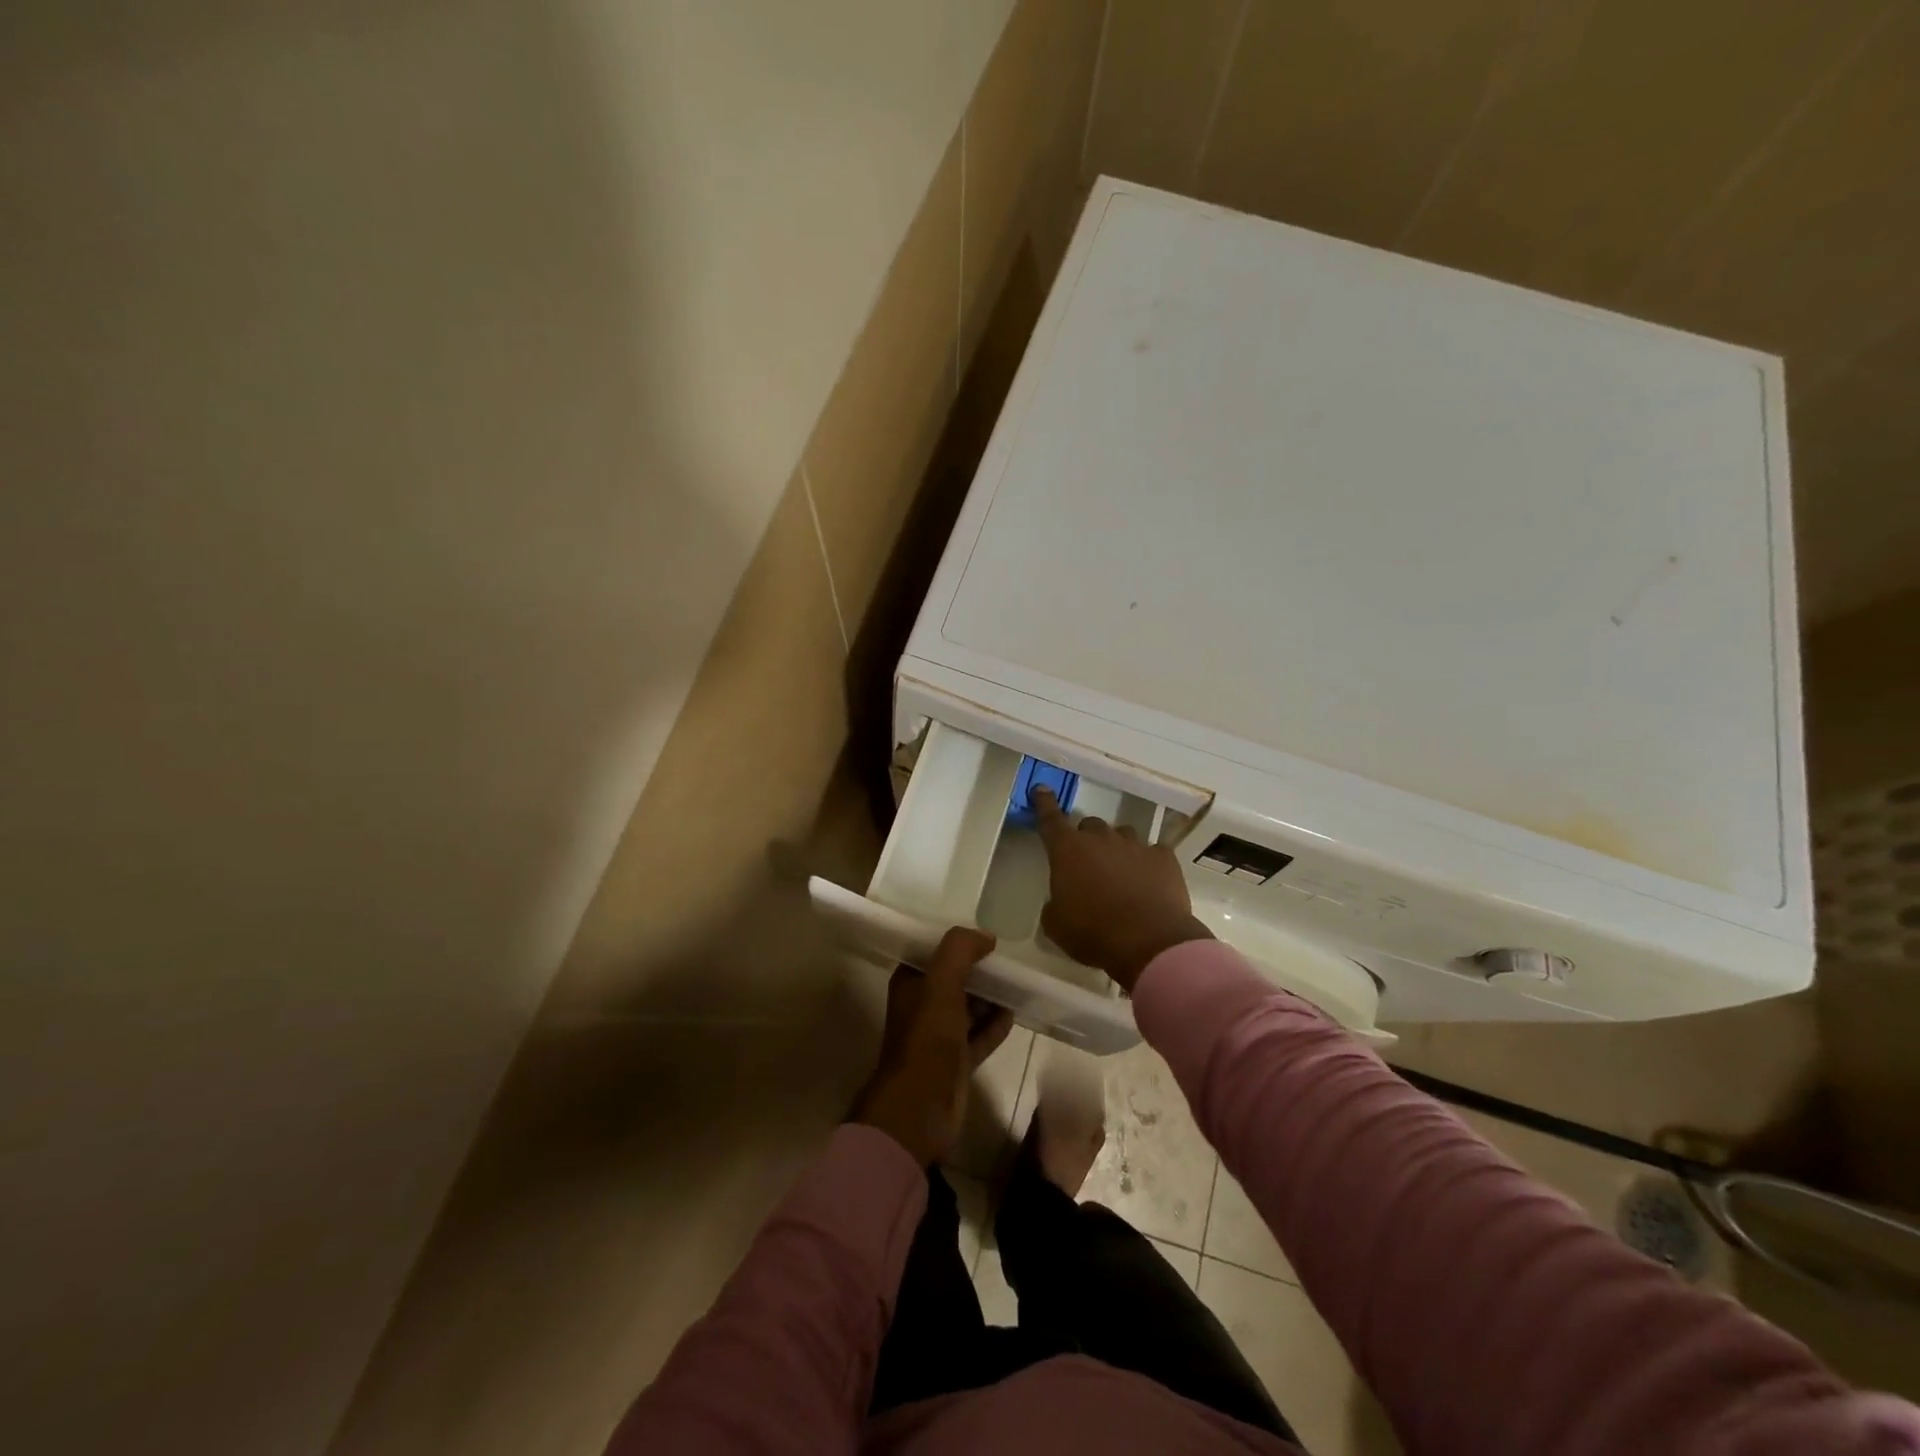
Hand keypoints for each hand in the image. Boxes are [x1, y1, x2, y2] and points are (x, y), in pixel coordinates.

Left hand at [851, 928, 1014, 1166]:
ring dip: (989, 997)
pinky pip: (980, 1036)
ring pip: (968, 1008)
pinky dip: (995, 1025)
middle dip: (978, 969)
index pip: (933, 954)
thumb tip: (986, 936)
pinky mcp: (957, 1062)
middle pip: (954, 980)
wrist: (921, 1106)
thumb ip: (960, 950)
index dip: (957, 944)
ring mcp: (939, 1036)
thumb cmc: (927, 1037)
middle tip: (1008, 958)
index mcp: (910, 984)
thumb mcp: (941, 982)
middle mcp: (922, 1007)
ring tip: (1015, 982)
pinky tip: (1014, 1013)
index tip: (985, 935)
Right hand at [1033, 786, 1212, 992]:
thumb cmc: (1092, 933)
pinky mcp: (1164, 858)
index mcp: (1068, 851)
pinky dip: (1148, 863)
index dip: (1044, 803)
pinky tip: (1150, 882)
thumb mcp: (1056, 925)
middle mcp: (1101, 839)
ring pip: (1123, 835)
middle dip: (1087, 841)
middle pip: (1090, 825)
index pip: (1050, 819)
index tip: (1041, 789)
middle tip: (1089, 866)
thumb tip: (1061, 900)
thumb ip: (1055, 904)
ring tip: (1121, 875)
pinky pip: (1153, 852)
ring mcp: (1135, 845)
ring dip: (1118, 849)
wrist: (1148, 942)